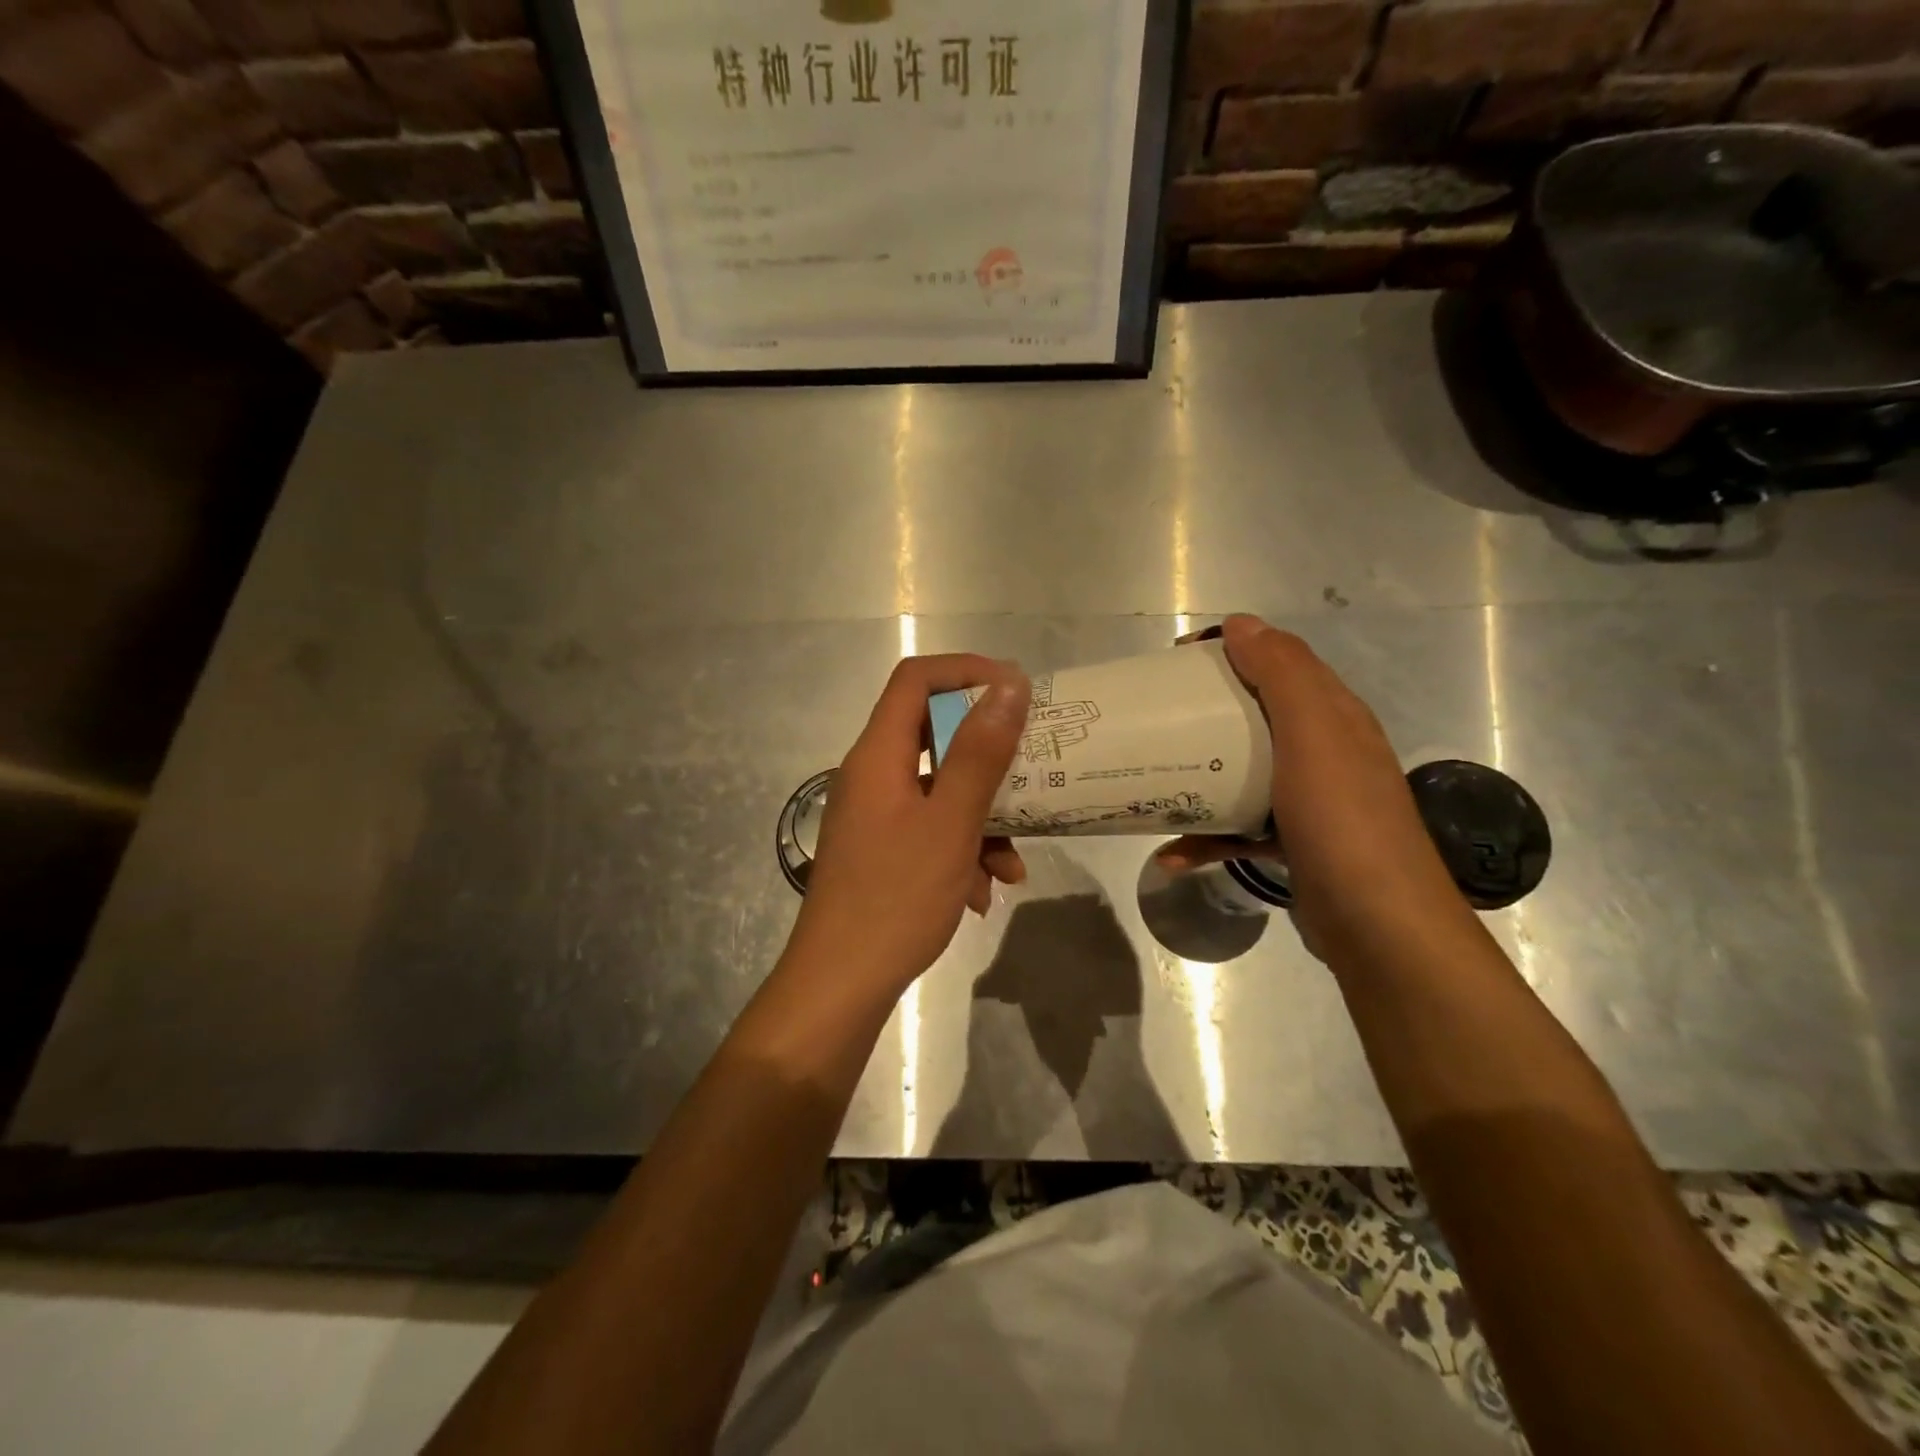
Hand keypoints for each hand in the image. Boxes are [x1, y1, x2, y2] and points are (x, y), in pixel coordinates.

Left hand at [791, 654, 1030, 993]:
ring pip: (939, 791)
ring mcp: (875, 816)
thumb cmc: (897, 898)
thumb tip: (1009, 684)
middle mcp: (871, 776)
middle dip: (988, 755)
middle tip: (1032, 765)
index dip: (965, 671)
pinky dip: (962, 850)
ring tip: (1013, 863)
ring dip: (982, 818)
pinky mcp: (881, 850)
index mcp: (878, 756)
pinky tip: (984, 894)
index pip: (915, 680)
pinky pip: (929, 830)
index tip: (1015, 689)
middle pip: (932, 735)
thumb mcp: (950, 823)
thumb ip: (980, 752)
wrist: (840, 984)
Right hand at [1160, 615, 1470, 964]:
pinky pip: (1240, 827)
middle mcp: (1324, 751)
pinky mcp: (1294, 843)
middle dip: (1205, 711)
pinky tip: (1171, 855)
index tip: (1177, 662)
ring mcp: (1310, 801)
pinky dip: (1206, 836)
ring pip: (1244, 771)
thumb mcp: (1314, 734)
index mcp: (1332, 715)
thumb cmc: (1341, 819)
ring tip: (1153, 779)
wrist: (1379, 924)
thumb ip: (1282, 674)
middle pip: (1255, 715)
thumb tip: (1241, 623)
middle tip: (1156, 717)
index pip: (1280, 661)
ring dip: (1200, 774)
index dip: (1231, 650)